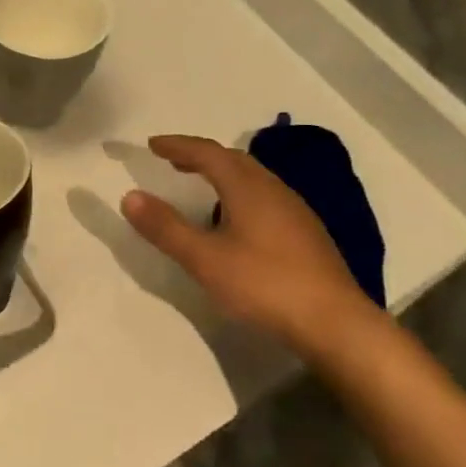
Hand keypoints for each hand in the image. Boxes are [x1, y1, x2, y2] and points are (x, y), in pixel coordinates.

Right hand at [120, 134, 385, 362]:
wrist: (335, 322)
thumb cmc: (264, 285)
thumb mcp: (205, 259)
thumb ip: (166, 227)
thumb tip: (130, 196)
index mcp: (247, 188)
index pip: (207, 153)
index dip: (178, 146)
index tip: (152, 145)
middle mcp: (273, 189)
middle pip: (233, 159)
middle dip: (200, 156)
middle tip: (173, 161)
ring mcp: (295, 210)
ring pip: (253, 178)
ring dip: (222, 173)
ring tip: (201, 185)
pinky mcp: (306, 233)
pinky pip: (265, 197)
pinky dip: (240, 193)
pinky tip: (237, 219)